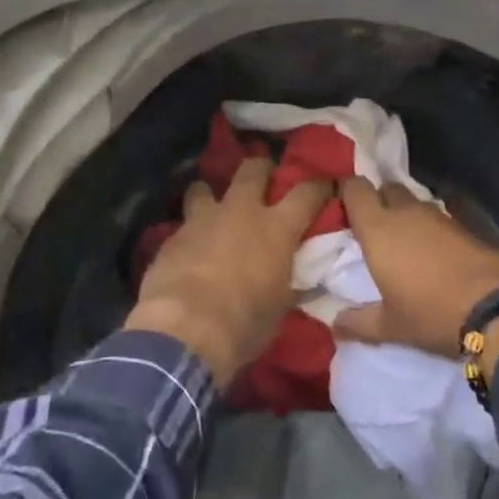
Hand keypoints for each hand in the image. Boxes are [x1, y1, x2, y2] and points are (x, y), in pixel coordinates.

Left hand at [126, 157, 331, 383]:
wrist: (187, 328)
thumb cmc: (245, 321)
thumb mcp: (280, 307)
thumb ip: (290, 285)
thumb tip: (303, 284)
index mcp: (276, 228)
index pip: (306, 193)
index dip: (318, 186)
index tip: (324, 185)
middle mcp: (241, 211)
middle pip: (253, 170)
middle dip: (261, 169)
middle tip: (264, 178)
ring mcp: (204, 219)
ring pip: (205, 188)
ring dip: (211, 195)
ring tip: (212, 208)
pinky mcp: (174, 235)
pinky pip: (184, 223)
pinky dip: (190, 231)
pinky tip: (188, 248)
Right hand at [333, 178, 498, 357]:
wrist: (497, 310)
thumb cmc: (431, 314)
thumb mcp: (391, 326)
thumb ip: (358, 322)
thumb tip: (334, 325)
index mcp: (378, 228)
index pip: (355, 187)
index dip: (348, 192)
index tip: (344, 209)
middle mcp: (405, 212)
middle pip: (386, 188)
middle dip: (379, 200)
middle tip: (374, 228)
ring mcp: (438, 215)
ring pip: (414, 202)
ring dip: (407, 214)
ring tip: (405, 242)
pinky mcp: (466, 224)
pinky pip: (439, 216)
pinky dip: (432, 228)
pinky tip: (435, 251)